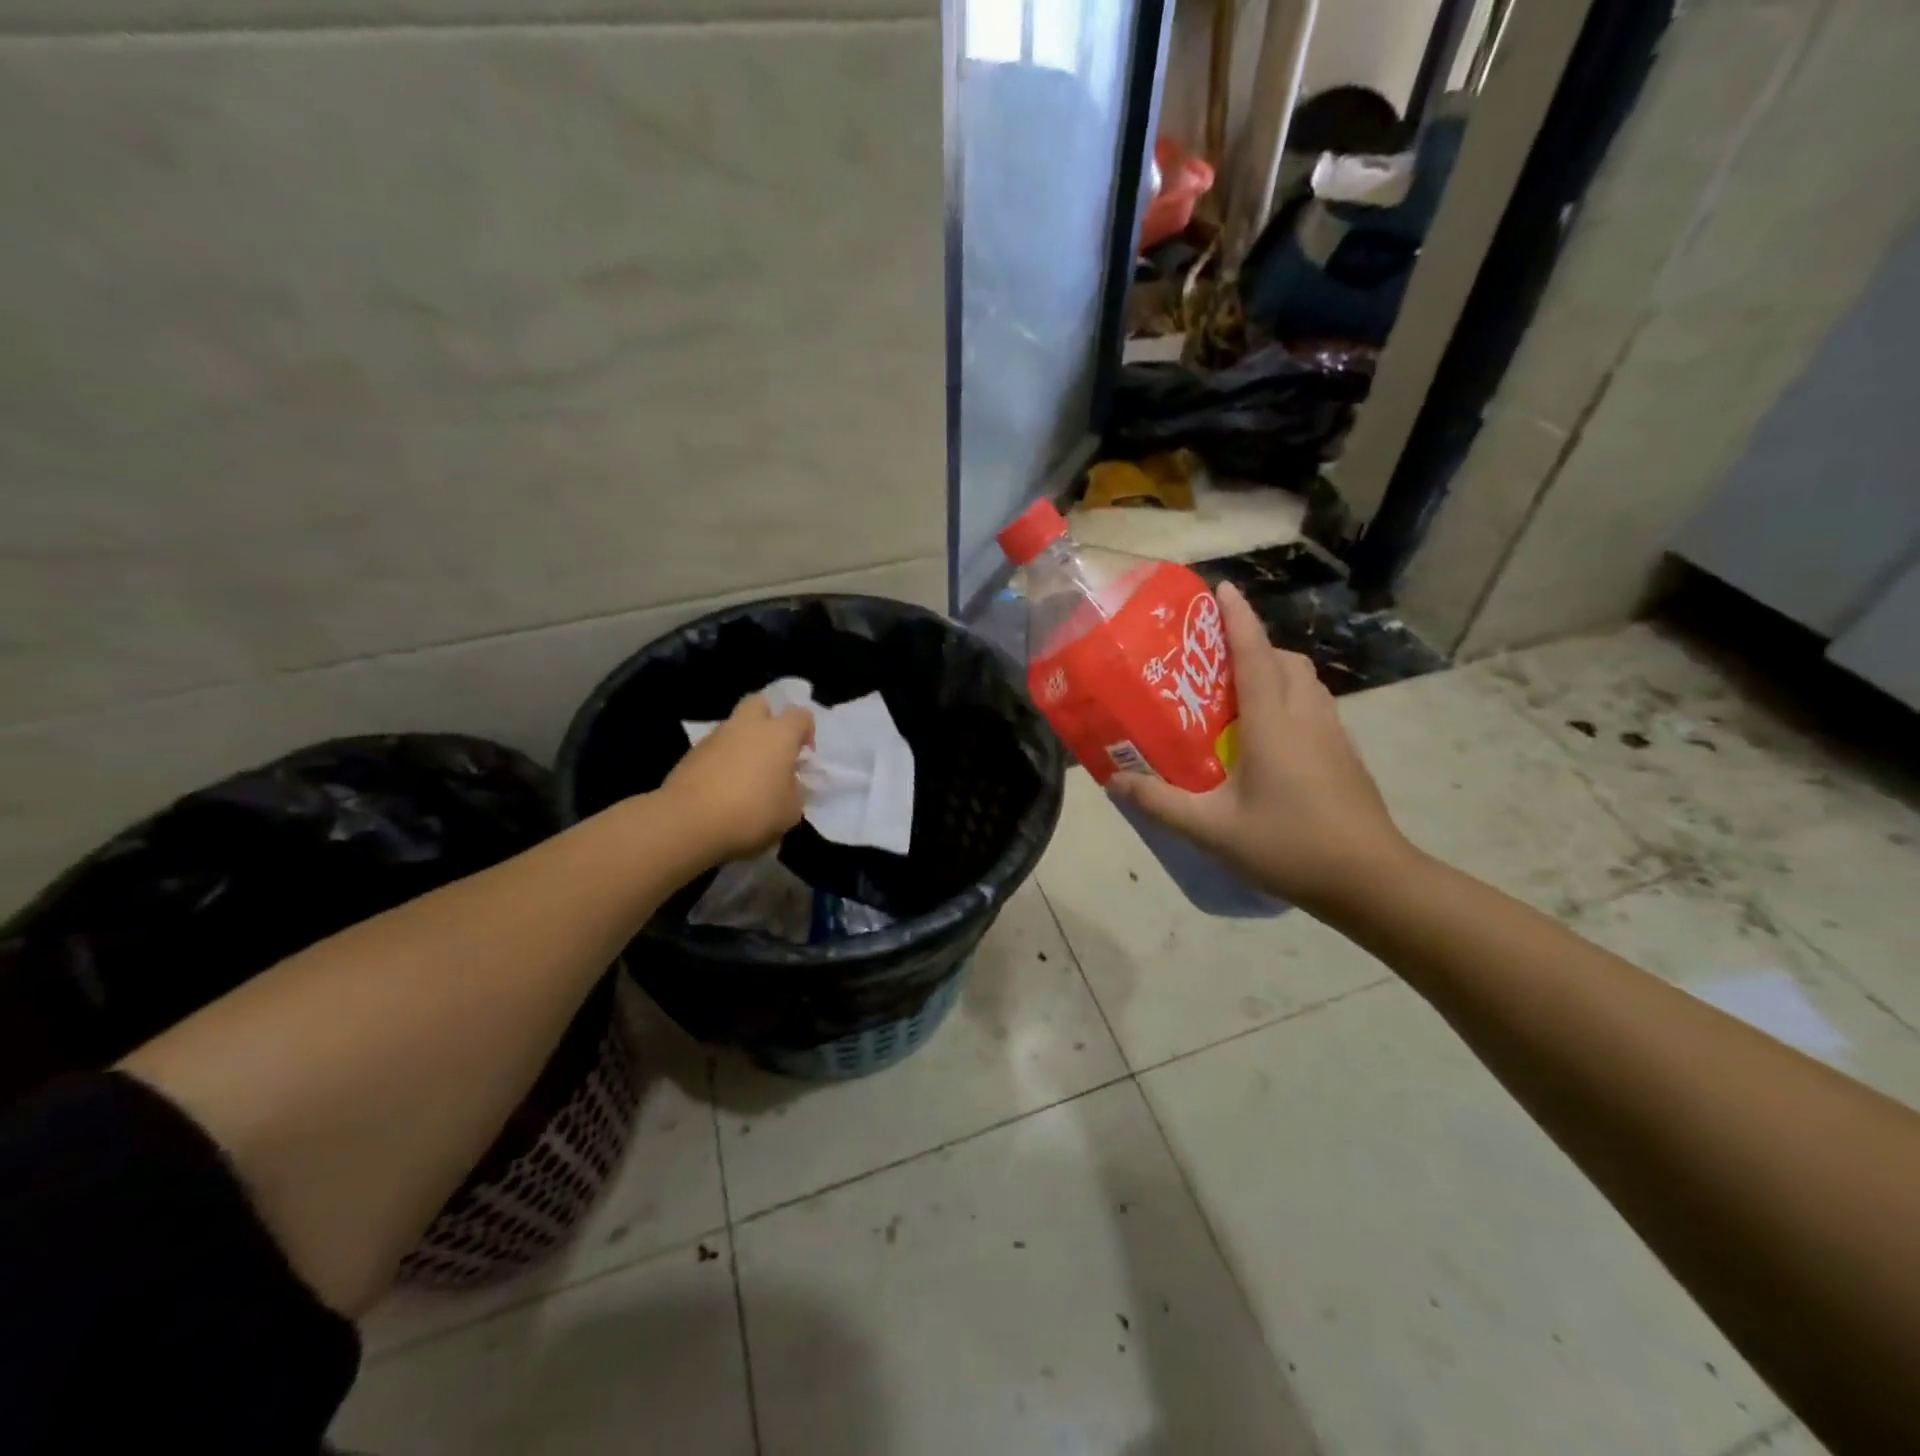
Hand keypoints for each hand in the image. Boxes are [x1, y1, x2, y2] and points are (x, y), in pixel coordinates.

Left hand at [662, 694, 815, 864]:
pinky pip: (715, 749)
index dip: (807, 732)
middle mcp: (747, 726)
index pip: (801, 715)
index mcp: (778, 734)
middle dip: (770, 719)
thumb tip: (786, 783)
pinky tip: (724, 788)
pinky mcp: (691, 754)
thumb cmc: (752, 812)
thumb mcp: (790, 811)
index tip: (804, 757)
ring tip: (747, 775)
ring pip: (735, 727)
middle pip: (761, 703)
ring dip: (744, 742)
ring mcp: (715, 737)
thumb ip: (794, 790)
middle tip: (774, 749)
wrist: (688, 822)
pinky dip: (723, 761)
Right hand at [1109, 581, 1416, 912]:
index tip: (1222, 589)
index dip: (1238, 619)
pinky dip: (1290, 701)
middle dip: (1254, 646)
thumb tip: (1115, 781)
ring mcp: (1333, 735)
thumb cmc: (1288, 846)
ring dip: (1275, 672)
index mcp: (1273, 723)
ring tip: (1238, 699)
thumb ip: (1160, 802)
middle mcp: (1306, 716)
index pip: (1254, 655)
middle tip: (1215, 665)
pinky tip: (1268, 740)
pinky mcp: (1345, 755)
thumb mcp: (1211, 829)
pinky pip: (1314, 707)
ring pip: (1305, 682)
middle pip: (1285, 660)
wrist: (1371, 881)